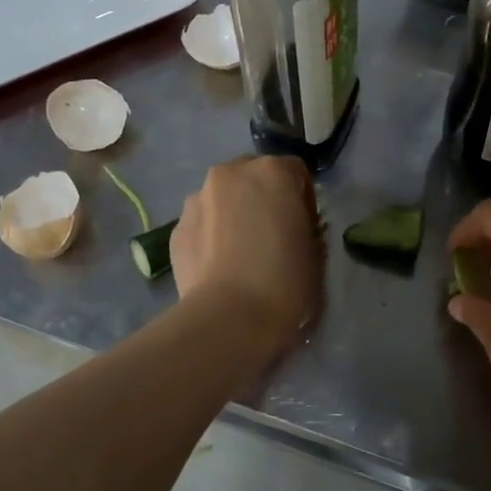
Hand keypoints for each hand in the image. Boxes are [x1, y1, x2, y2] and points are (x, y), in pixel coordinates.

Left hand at [172, 156, 321, 353]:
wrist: (229, 319)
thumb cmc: (285, 283)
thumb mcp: (315, 253)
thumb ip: (306, 228)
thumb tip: (294, 229)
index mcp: (272, 172)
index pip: (296, 172)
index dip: (303, 199)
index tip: (305, 228)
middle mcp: (230, 174)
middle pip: (253, 176)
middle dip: (263, 198)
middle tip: (271, 234)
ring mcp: (197, 199)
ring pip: (223, 198)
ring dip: (234, 214)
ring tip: (240, 253)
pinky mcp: (176, 227)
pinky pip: (202, 223)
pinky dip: (211, 235)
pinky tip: (219, 266)